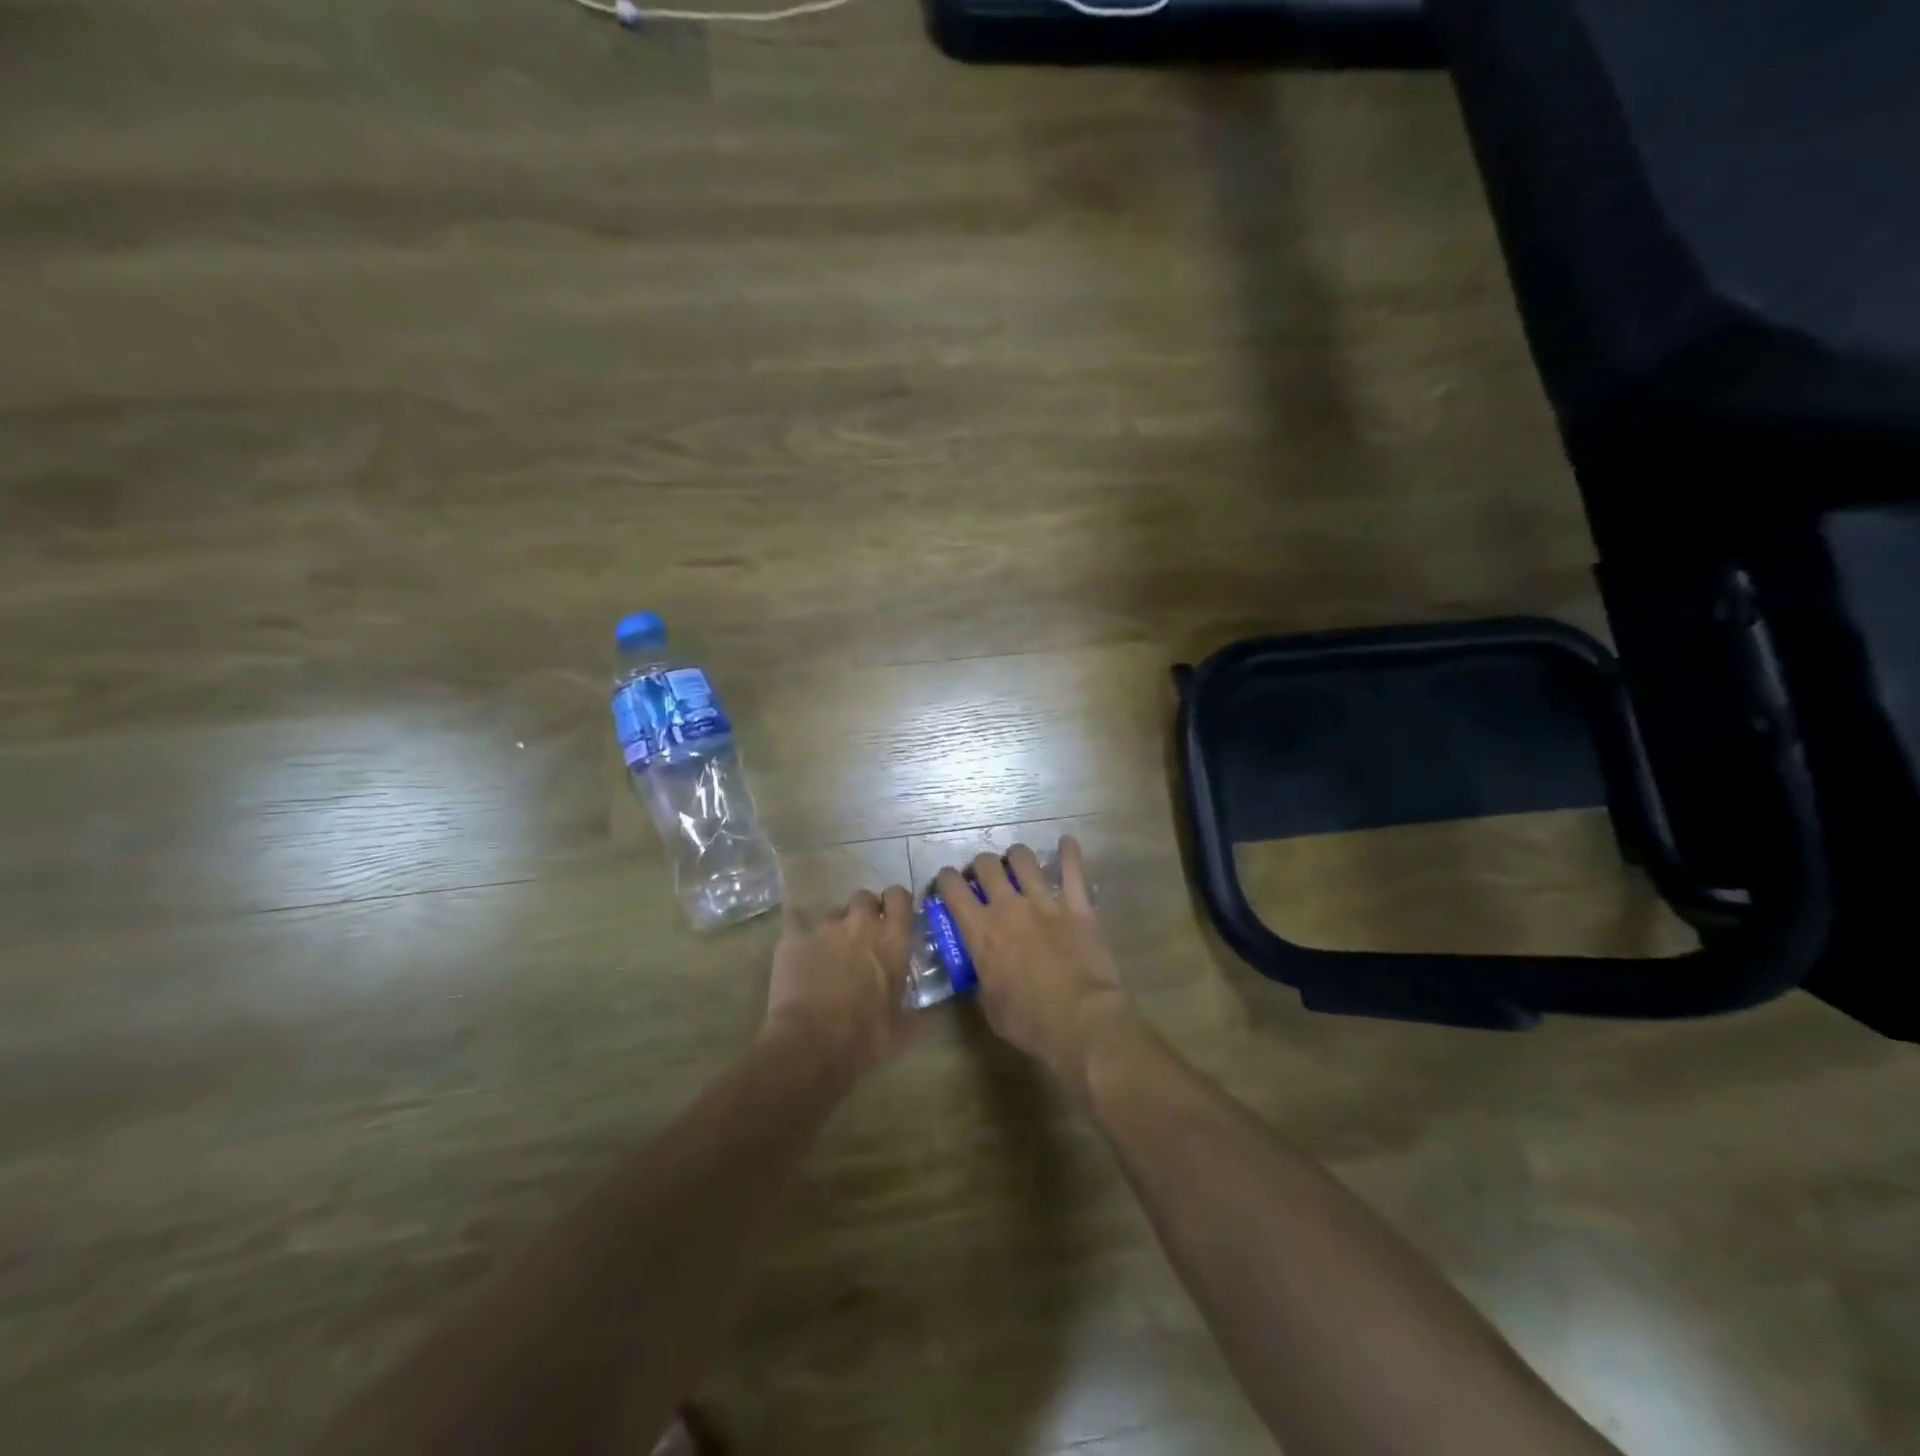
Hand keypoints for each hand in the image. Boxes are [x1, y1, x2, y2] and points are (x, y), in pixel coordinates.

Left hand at [763, 886, 916, 1076]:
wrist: (813, 1045)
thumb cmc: (865, 1037)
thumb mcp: (901, 1023)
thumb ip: (906, 999)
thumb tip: (913, 1001)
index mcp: (893, 939)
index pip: (899, 897)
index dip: (895, 904)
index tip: (892, 918)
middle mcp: (862, 923)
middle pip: (864, 897)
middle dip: (863, 912)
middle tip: (860, 937)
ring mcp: (825, 927)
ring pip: (832, 911)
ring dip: (834, 927)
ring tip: (827, 952)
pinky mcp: (794, 937)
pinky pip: (796, 920)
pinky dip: (799, 931)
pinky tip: (797, 947)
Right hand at [933, 837, 1132, 1090]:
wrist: (1082, 1022)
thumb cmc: (1030, 1022)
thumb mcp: (990, 1007)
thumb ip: (980, 979)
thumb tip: (979, 970)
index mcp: (981, 931)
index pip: (953, 889)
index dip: (945, 880)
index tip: (947, 883)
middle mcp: (1009, 907)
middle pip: (987, 865)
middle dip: (981, 865)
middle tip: (983, 876)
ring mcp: (1045, 902)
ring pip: (1023, 859)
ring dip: (1016, 857)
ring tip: (1017, 862)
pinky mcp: (1077, 905)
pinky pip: (1073, 869)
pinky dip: (1069, 852)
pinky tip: (1066, 842)